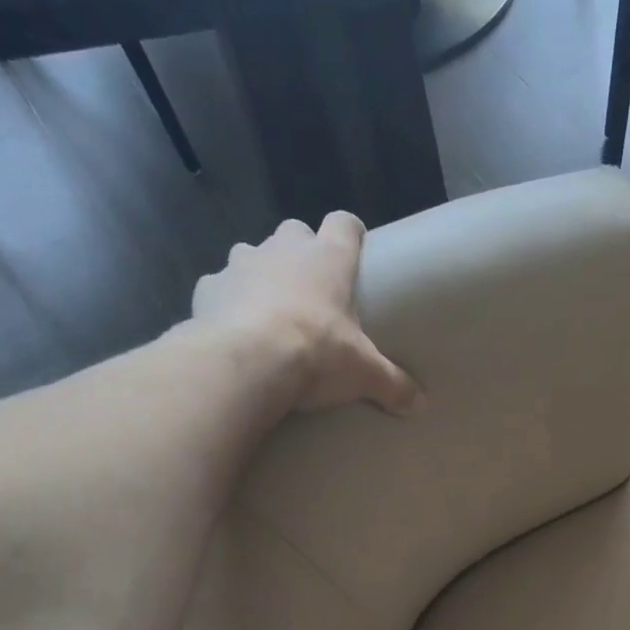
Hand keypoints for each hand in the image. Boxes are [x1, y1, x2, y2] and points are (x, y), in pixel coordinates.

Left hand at [192, 213, 420, 415]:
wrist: (248, 362)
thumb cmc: (316, 353)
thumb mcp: (364, 374)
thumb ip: (393, 384)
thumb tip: (420, 405)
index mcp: (328, 258)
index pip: (344, 224)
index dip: (350, 235)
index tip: (354, 253)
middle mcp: (284, 248)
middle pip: (295, 233)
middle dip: (300, 256)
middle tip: (309, 293)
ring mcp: (241, 262)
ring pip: (252, 255)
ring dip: (260, 275)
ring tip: (267, 313)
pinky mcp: (208, 286)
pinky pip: (218, 287)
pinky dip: (225, 303)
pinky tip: (231, 330)